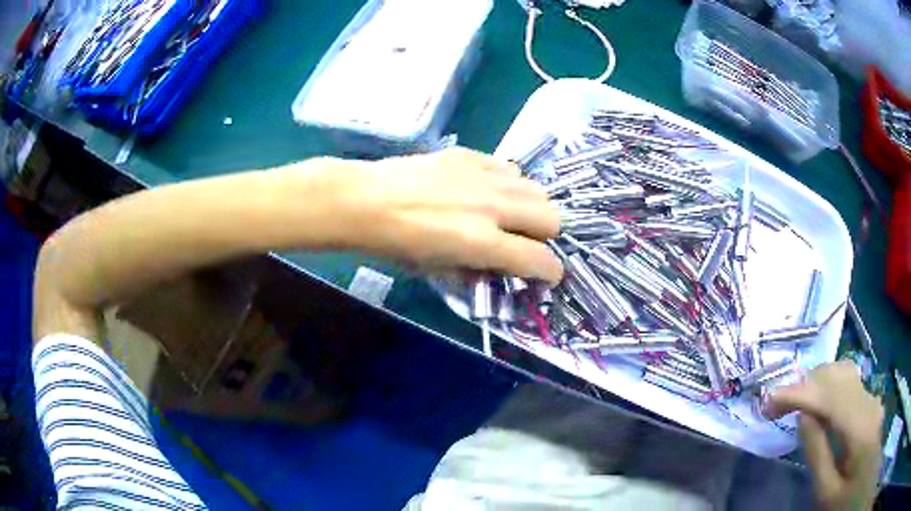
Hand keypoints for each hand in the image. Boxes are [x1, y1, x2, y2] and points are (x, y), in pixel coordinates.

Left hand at [341, 147, 562, 283]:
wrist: (365, 201)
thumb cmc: (395, 245)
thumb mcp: (438, 269)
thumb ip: (478, 267)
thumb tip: (501, 266)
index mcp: (482, 242)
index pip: (539, 258)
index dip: (550, 271)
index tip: (547, 275)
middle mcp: (493, 206)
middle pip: (551, 217)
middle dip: (546, 236)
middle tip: (527, 242)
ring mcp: (484, 177)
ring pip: (536, 189)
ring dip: (531, 208)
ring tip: (509, 214)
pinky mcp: (471, 156)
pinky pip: (508, 168)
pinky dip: (508, 183)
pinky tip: (487, 190)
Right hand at [764, 361, 883, 510]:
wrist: (862, 486)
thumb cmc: (845, 499)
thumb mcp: (827, 492)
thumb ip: (817, 454)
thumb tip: (804, 415)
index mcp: (859, 427)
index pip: (828, 397)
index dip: (798, 393)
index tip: (767, 402)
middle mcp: (868, 402)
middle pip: (836, 375)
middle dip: (804, 385)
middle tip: (774, 407)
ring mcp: (871, 399)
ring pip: (843, 373)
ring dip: (815, 383)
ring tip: (792, 403)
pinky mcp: (870, 403)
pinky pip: (848, 384)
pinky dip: (827, 387)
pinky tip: (817, 404)